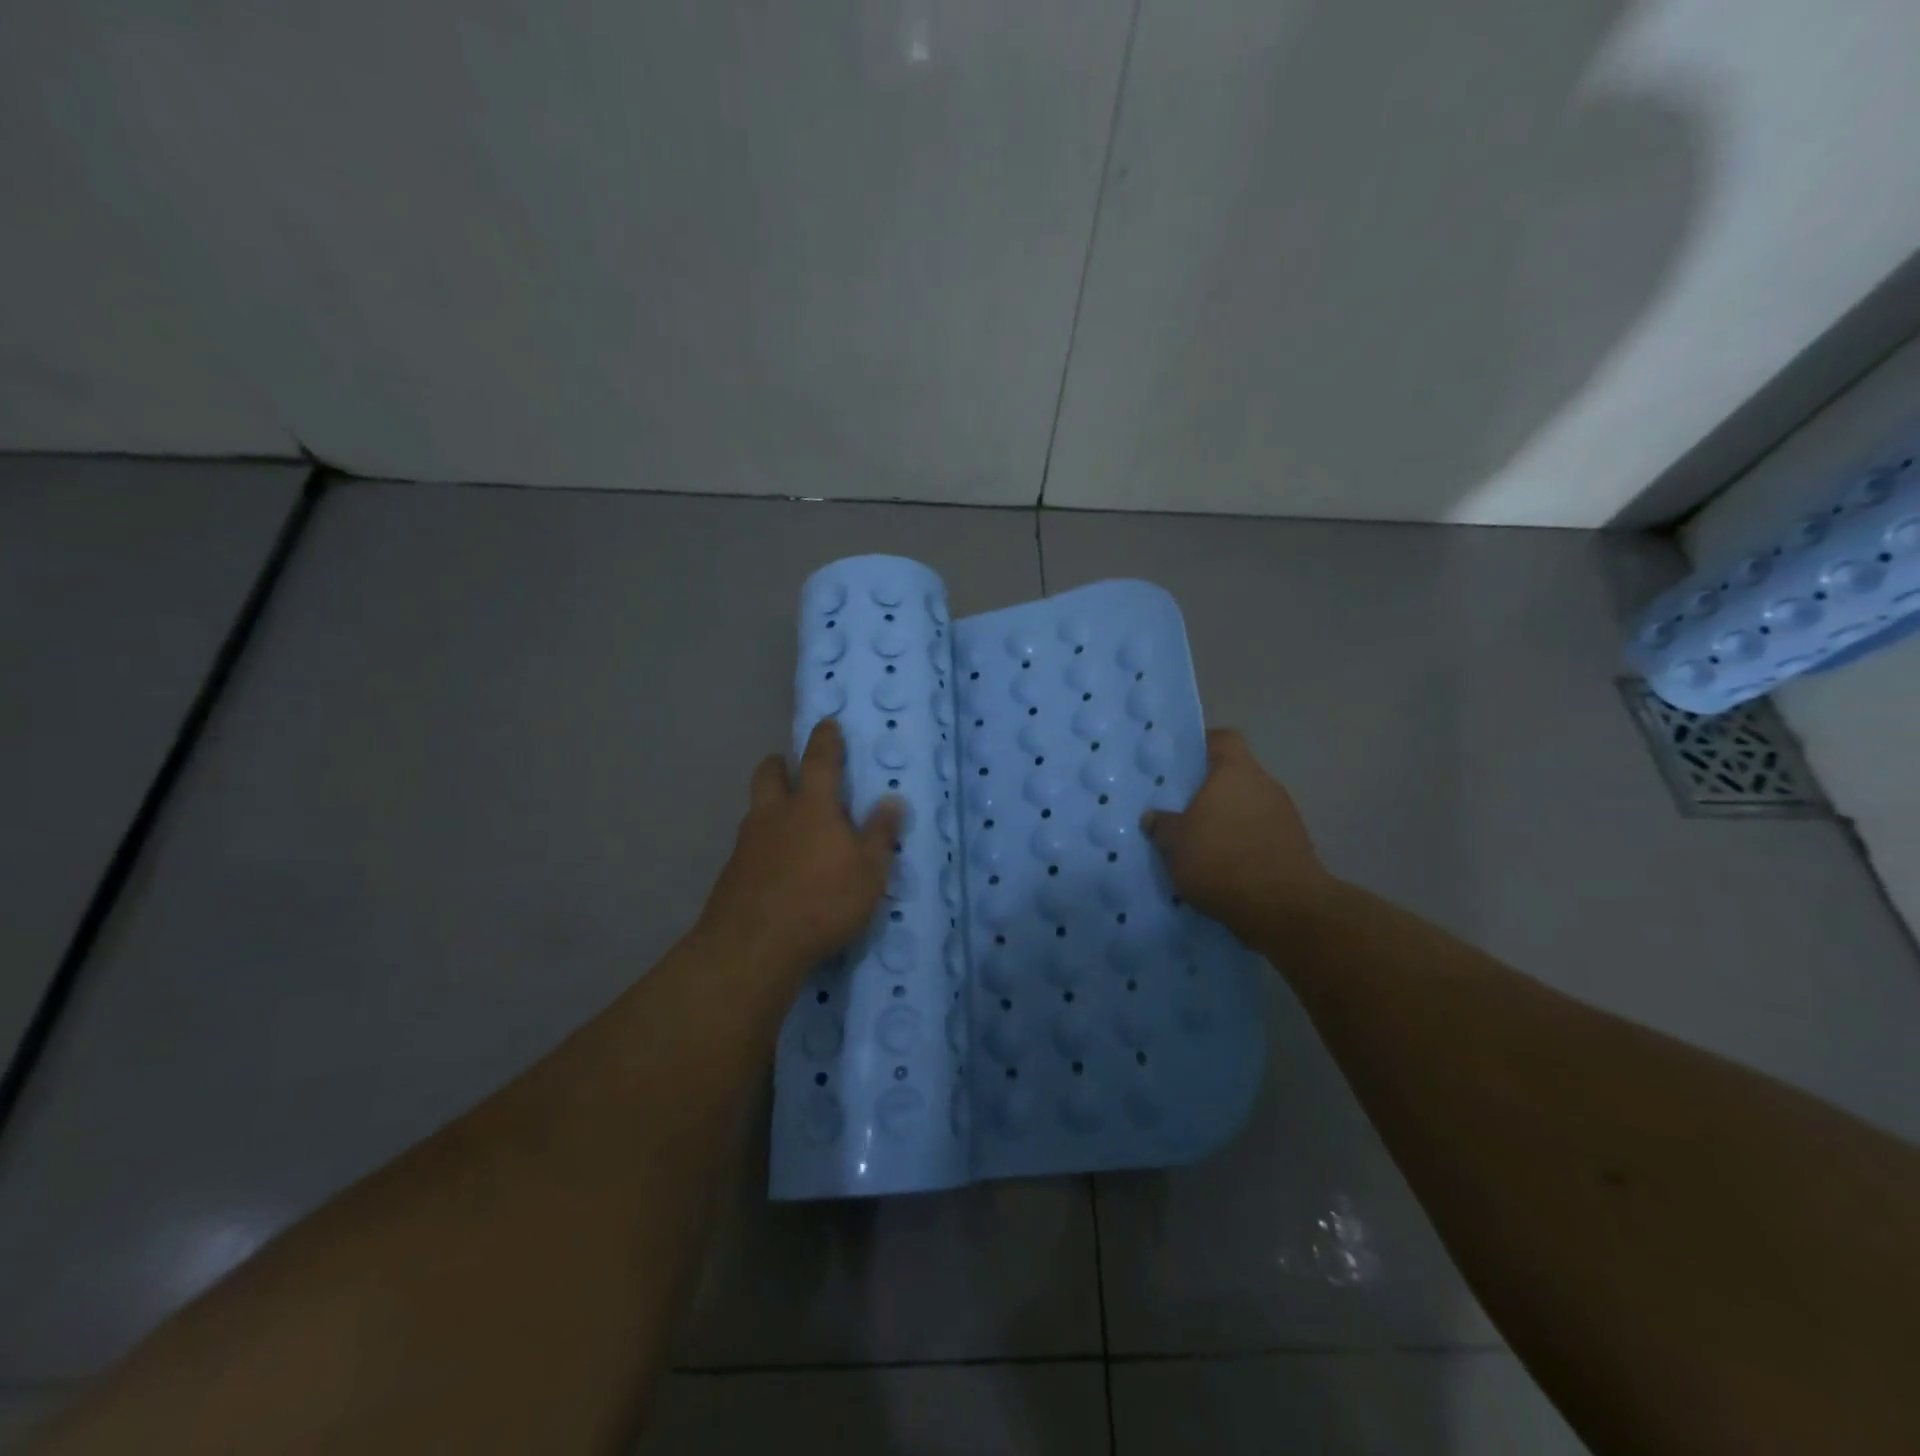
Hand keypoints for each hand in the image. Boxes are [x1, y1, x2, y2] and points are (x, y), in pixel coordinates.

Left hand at [698, 718, 903, 980]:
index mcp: (812, 806)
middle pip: (769, 773)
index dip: (825, 739)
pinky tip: (776, 865)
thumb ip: (879, 834)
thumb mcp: (868, 873)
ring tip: (790, 823)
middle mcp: (775, 814)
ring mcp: (748, 842)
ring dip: (771, 804)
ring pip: (756, 807)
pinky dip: (764, 842)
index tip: (827, 724)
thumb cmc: (822, 903)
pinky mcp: (732, 871)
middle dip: (781, 764)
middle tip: (794, 769)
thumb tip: (892, 800)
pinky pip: (750, 842)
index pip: (819, 760)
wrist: (753, 947)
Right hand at [1143, 728, 1338, 943]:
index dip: (1202, 745)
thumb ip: (1162, 826)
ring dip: (1228, 818)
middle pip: (1235, 774)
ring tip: (1201, 842)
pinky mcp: (1295, 844)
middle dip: (1210, 790)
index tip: (1181, 763)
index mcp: (1235, 772)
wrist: (1285, 908)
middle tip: (1181, 808)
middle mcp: (1264, 784)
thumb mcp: (1175, 845)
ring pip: (1248, 805)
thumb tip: (1152, 817)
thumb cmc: (1222, 861)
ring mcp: (1285, 814)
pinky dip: (1244, 842)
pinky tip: (1224, 865)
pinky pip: (1261, 832)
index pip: (1223, 739)